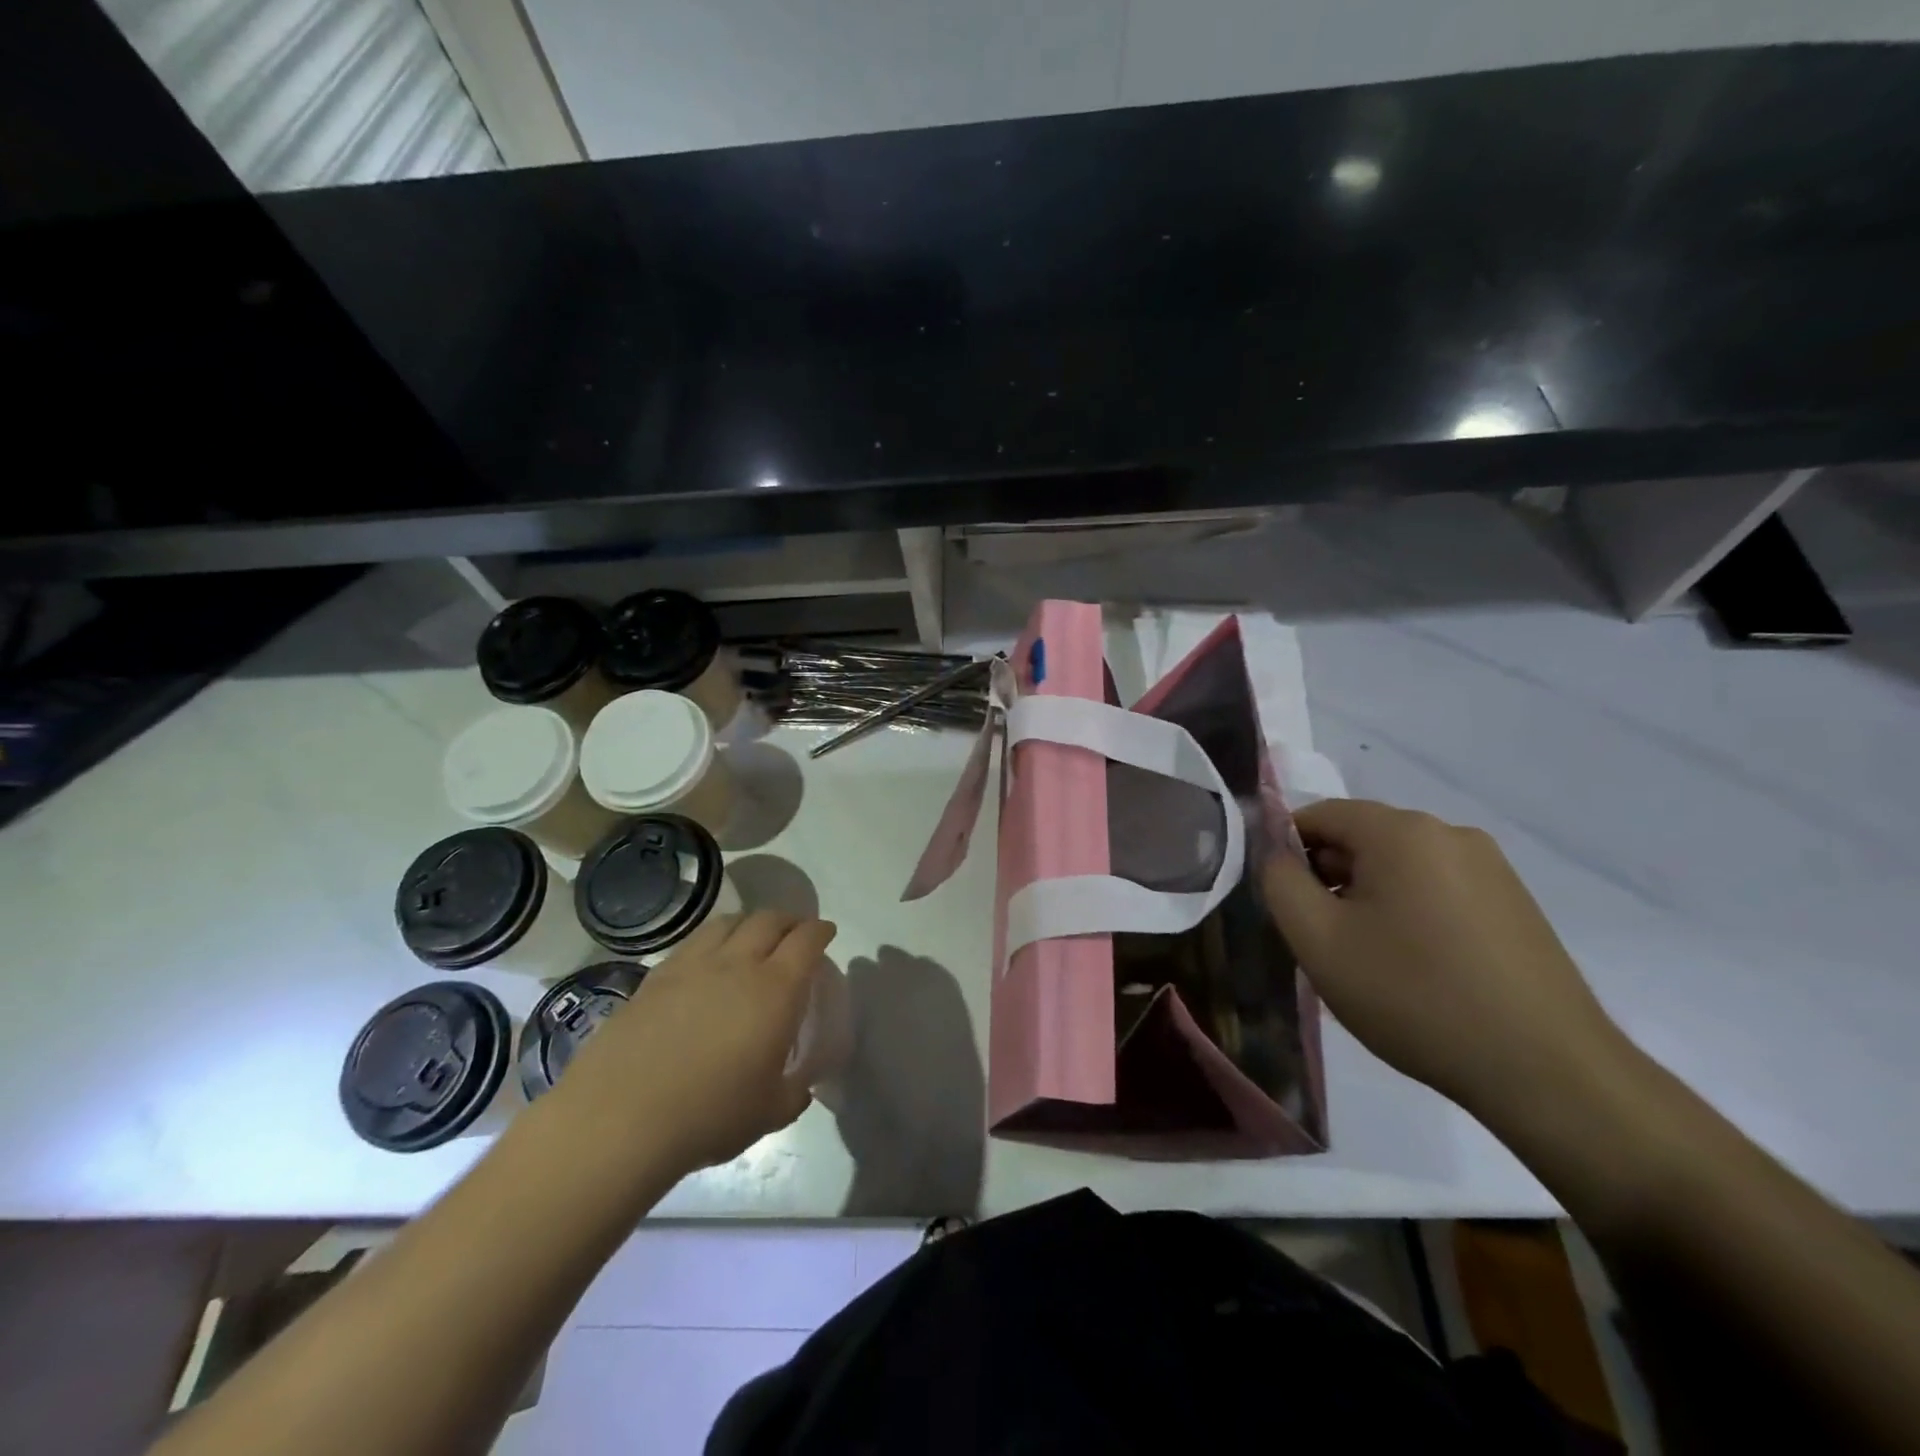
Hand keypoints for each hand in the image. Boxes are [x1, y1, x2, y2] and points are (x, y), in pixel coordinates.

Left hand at [544, 910, 837, 1174]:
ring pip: (729, 922)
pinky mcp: (655, 977)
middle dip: (789, 919)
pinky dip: (712, 939)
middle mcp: (738, 964)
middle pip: (769, 920)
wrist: (619, 1118)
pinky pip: (693, 942)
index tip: (826, 933)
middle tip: (795, 931)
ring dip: (750, 922)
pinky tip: (708, 959)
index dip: (820, 931)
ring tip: (752, 936)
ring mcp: (693, 965)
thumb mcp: (769, 1113)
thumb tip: (801, 1086)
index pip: (806, 941)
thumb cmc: (709, 1115)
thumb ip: (793, 1093)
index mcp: (776, 990)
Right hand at [1260, 799, 1629, 1120]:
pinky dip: (1410, 913)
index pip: (1318, 815)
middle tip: (1322, 939)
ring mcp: (1491, 868)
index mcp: (1401, 831)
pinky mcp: (1515, 902)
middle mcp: (1449, 833)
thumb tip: (1276, 854)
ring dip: (1368, 898)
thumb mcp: (1318, 940)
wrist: (1546, 1071)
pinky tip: (1415, 967)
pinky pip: (1437, 889)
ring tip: (1368, 960)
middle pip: (1361, 838)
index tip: (1283, 903)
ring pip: (1399, 866)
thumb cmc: (1414, 996)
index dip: (1286, 852)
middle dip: (1329, 878)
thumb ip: (1279, 882)